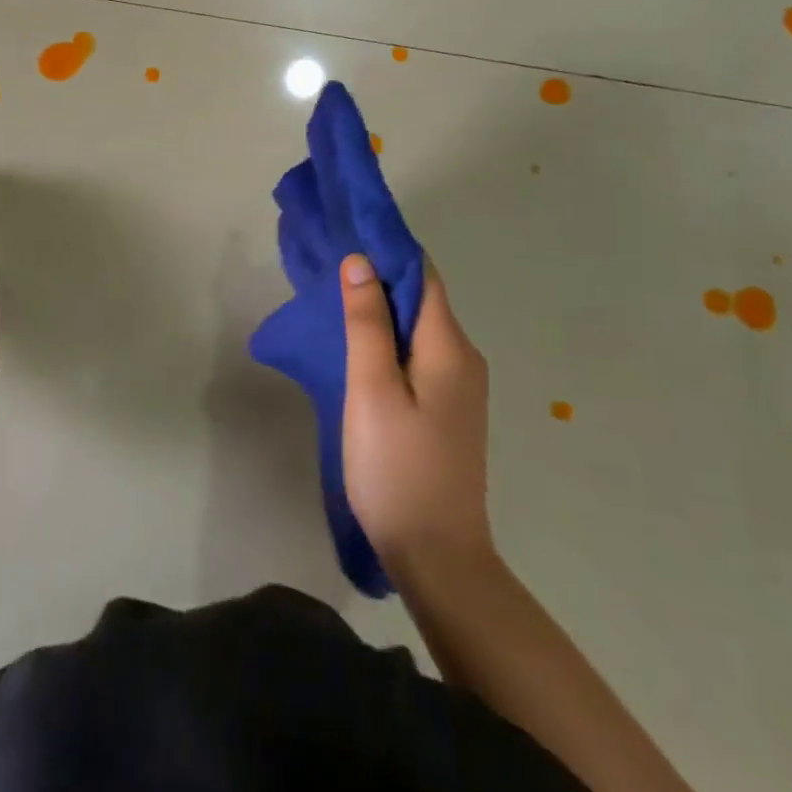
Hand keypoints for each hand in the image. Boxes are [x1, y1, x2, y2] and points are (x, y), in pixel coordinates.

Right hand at [340, 252, 494, 572]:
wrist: (437, 555)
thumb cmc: (397, 466)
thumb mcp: (372, 389)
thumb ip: (367, 324)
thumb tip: (361, 262)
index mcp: (449, 347)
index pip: (422, 276)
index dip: (387, 251)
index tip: (347, 236)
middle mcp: (463, 358)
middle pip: (422, 299)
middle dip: (379, 278)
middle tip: (328, 269)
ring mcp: (459, 387)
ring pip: (418, 328)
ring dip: (381, 310)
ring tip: (335, 302)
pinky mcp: (447, 409)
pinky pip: (418, 355)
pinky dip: (389, 339)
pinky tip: (359, 348)